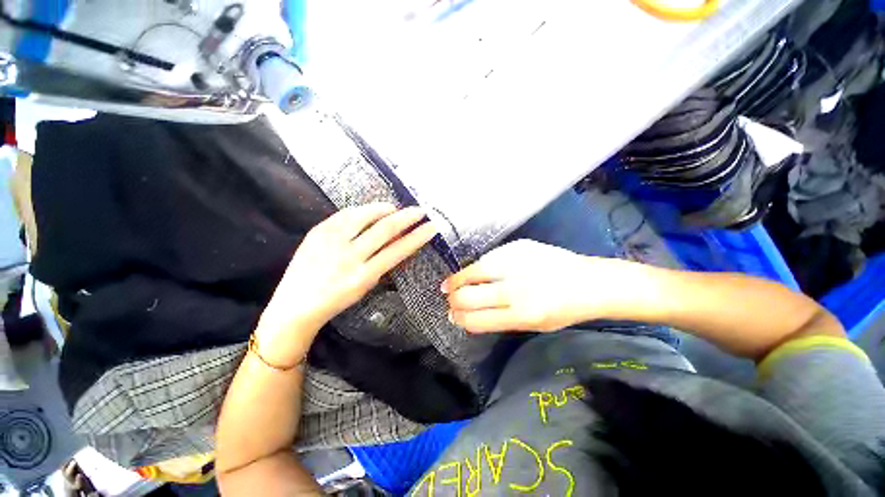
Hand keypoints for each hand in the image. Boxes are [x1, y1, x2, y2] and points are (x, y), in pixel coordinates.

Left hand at [257, 203, 436, 359]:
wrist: (294, 306)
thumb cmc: (335, 300)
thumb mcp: (364, 286)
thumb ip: (381, 263)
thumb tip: (398, 240)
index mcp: (363, 276)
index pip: (398, 250)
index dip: (418, 237)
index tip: (431, 227)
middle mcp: (349, 257)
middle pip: (385, 229)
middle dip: (407, 217)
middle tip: (420, 211)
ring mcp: (331, 242)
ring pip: (365, 216)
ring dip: (385, 209)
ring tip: (395, 208)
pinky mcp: (317, 232)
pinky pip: (345, 214)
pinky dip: (362, 210)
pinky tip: (370, 210)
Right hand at [443, 239, 633, 332]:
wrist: (589, 281)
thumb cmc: (563, 311)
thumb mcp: (533, 325)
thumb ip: (498, 319)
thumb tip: (468, 315)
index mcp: (522, 314)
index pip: (476, 319)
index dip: (459, 318)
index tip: (452, 315)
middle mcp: (516, 289)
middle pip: (468, 295)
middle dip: (453, 300)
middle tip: (449, 299)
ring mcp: (517, 264)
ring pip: (473, 271)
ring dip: (456, 279)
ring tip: (450, 284)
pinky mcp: (518, 247)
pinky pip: (488, 258)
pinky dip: (476, 267)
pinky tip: (473, 271)